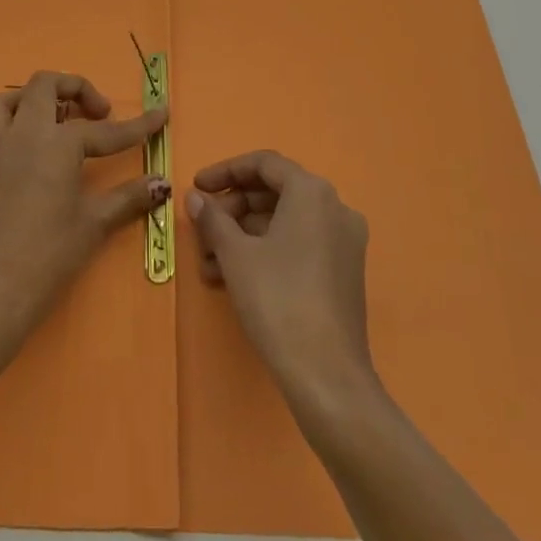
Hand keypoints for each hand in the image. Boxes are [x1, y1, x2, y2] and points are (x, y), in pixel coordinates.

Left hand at [0, 71, 169, 351]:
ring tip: (49, 121)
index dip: (139, 124)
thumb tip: (162, 183)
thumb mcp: (96, 222)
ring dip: (25, 103)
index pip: (105, 130)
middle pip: (44, 85)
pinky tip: (2, 156)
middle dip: (74, 88)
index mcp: (58, 143)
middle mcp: (23, 135)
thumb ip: (130, 197)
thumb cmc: (52, 254)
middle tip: (96, 114)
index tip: (161, 113)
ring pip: (0, 103)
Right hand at [188, 151, 375, 411]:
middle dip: (232, 210)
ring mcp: (344, 242)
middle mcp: (335, 208)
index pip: (264, 164)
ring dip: (243, 236)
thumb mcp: (235, 254)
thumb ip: (213, 218)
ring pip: (283, 223)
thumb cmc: (277, 299)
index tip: (196, 188)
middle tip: (201, 231)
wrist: (327, 376)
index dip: (225, 171)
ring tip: (207, 265)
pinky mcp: (344, 273)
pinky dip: (266, 252)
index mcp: (312, 192)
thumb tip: (196, 198)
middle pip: (274, 193)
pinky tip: (232, 278)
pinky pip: (298, 245)